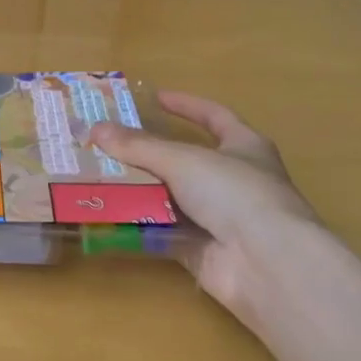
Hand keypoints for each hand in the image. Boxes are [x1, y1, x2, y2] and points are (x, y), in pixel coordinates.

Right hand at [91, 92, 317, 323]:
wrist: (265, 263)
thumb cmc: (235, 193)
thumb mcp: (182, 160)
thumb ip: (139, 146)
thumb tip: (96, 129)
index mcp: (244, 147)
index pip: (214, 116)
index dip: (186, 105)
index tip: (154, 97)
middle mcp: (234, 180)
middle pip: (184, 160)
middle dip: (148, 153)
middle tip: (108, 143)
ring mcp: (219, 218)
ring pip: (170, 196)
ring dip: (138, 189)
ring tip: (97, 176)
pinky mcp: (201, 249)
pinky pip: (163, 231)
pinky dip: (139, 224)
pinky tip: (107, 214)